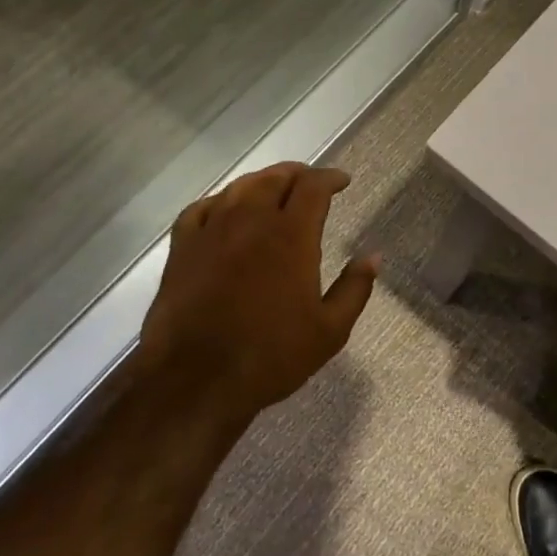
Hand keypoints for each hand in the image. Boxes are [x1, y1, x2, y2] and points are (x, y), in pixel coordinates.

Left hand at [137, 162, 376, 425]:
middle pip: (275, 178)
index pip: (313, 187)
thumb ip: (355, 288)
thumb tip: (374, 256)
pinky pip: (201, 209)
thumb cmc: (271, 356)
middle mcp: (251, 222)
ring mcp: (211, 233)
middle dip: (298, 174)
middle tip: (311, 183)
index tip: (342, 181)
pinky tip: (226, 209)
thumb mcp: (330, 330)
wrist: (195, 381)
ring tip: (274, 188)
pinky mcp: (182, 250)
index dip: (330, 178)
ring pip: (239, 188)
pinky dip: (220, 201)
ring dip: (262, 181)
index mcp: (291, 236)